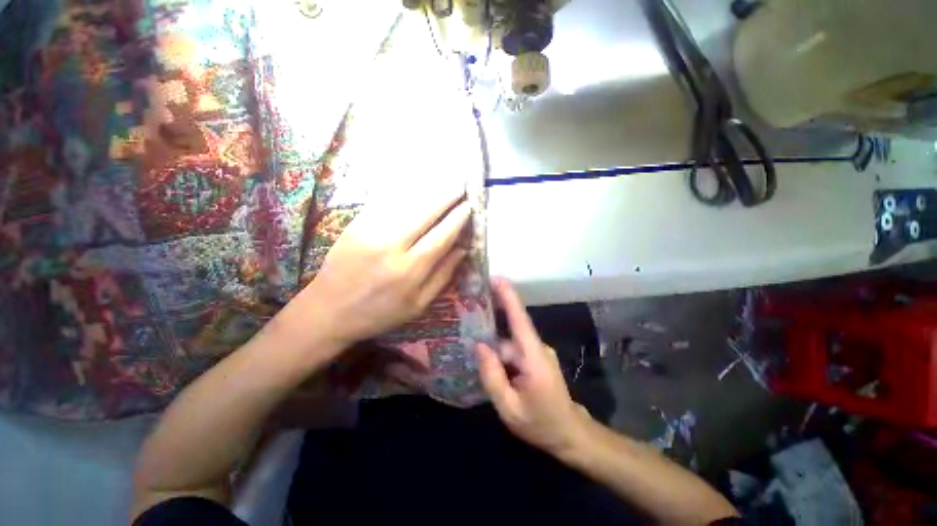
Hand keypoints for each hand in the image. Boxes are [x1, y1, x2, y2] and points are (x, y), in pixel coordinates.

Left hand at [290, 185, 470, 351]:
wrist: (328, 310)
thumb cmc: (379, 312)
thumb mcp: (418, 305)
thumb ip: (443, 276)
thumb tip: (463, 250)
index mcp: (410, 270)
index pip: (442, 236)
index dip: (458, 219)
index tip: (469, 206)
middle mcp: (392, 246)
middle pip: (425, 212)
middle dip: (446, 196)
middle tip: (461, 185)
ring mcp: (370, 231)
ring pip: (405, 202)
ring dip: (427, 189)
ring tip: (444, 180)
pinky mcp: (355, 224)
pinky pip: (384, 201)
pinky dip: (403, 190)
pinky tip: (415, 183)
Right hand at [476, 279, 589, 455]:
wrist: (570, 435)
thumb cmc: (541, 424)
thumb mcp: (510, 408)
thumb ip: (493, 377)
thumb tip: (479, 346)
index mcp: (534, 357)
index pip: (520, 320)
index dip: (509, 297)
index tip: (497, 279)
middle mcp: (537, 348)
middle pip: (510, 330)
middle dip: (492, 316)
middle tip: (470, 304)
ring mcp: (538, 353)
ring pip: (510, 343)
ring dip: (494, 343)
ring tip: (471, 342)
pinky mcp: (535, 359)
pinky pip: (514, 350)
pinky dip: (500, 352)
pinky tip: (487, 359)